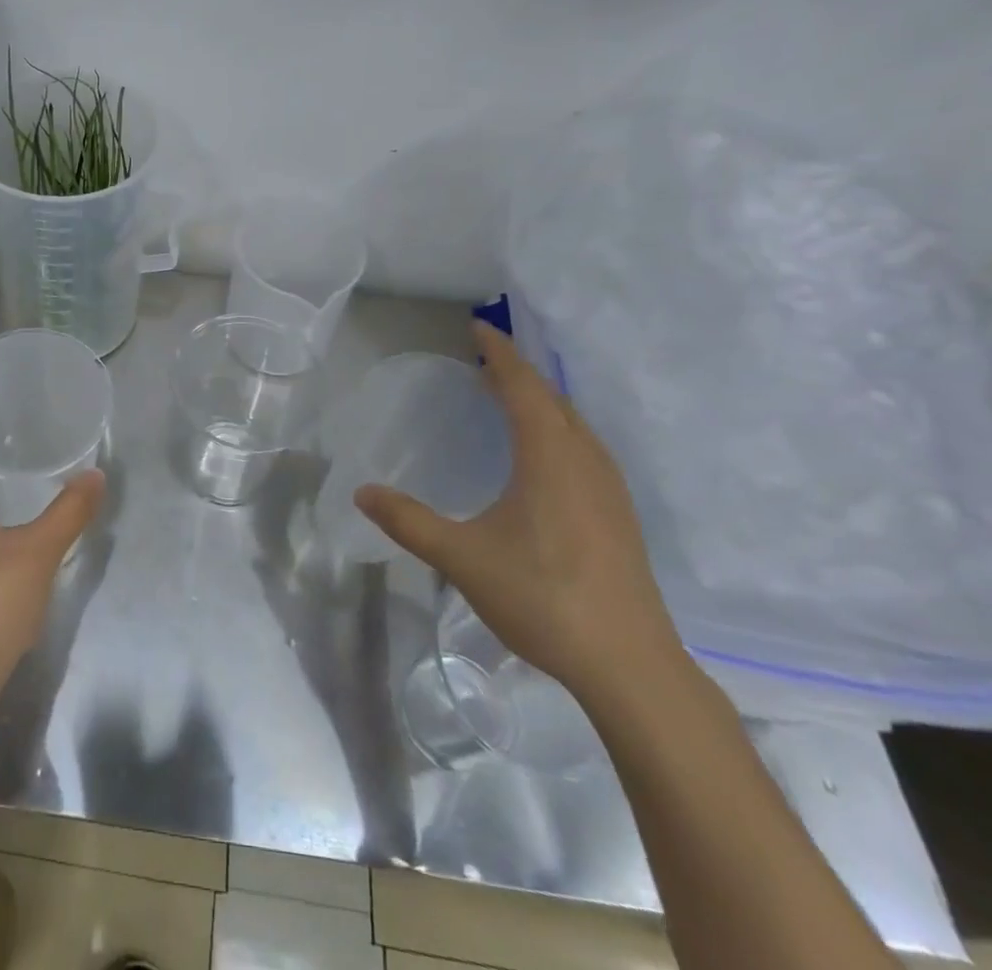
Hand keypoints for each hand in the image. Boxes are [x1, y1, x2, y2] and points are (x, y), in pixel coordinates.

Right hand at [356, 321, 684, 705]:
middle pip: (552, 397)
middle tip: (482, 359)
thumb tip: (361, 493)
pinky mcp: (618, 514)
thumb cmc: (543, 598)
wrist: (630, 666)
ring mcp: (609, 488)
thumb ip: (408, 522)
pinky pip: (583, 447)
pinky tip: (541, 456)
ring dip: (539, 400)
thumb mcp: (462, 558)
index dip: (499, 353)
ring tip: (506, 398)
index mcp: (550, 456)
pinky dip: (556, 429)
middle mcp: (585, 460)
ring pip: (573, 423)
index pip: (523, 385)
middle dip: (518, 372)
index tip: (478, 327)